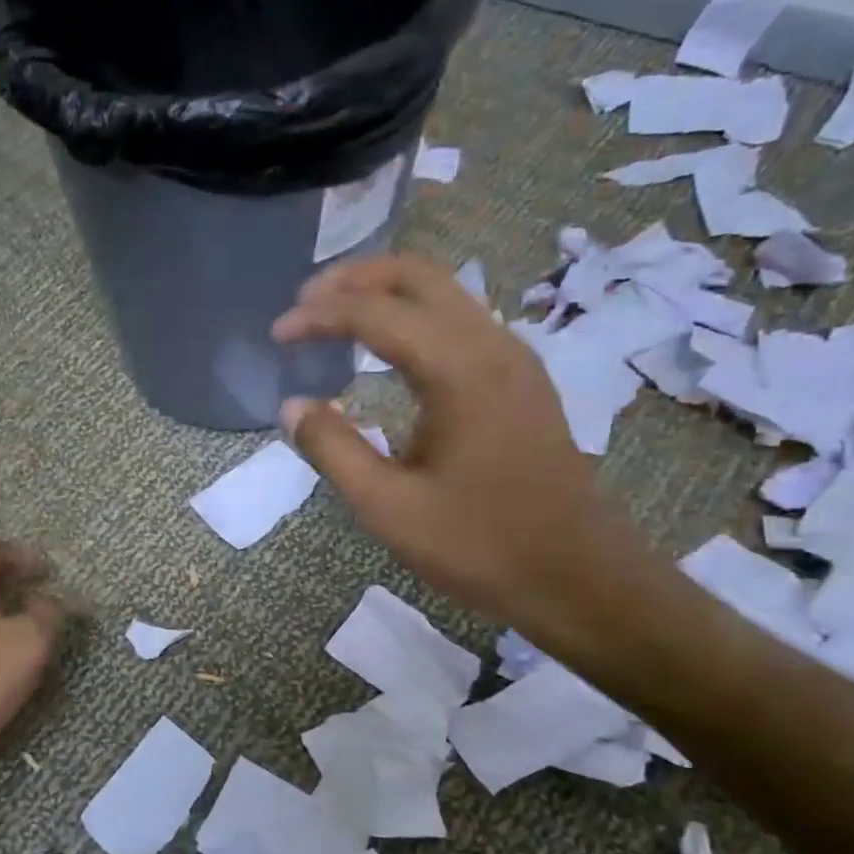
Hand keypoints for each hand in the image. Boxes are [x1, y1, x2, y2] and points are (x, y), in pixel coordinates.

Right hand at [271, 253, 621, 630]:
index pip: (375, 314)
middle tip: (304, 301)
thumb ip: (333, 449)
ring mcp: (514, 359)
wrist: (576, 577)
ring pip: (444, 293)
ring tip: (335, 317)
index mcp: (459, 370)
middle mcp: (492, 345)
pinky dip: (414, 316)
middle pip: (418, 275)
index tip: (277, 333)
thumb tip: (292, 406)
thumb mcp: (387, 507)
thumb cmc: (478, 545)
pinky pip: (460, 320)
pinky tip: (388, 350)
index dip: (318, 316)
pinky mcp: (521, 380)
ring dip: (386, 293)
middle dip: (354, 278)